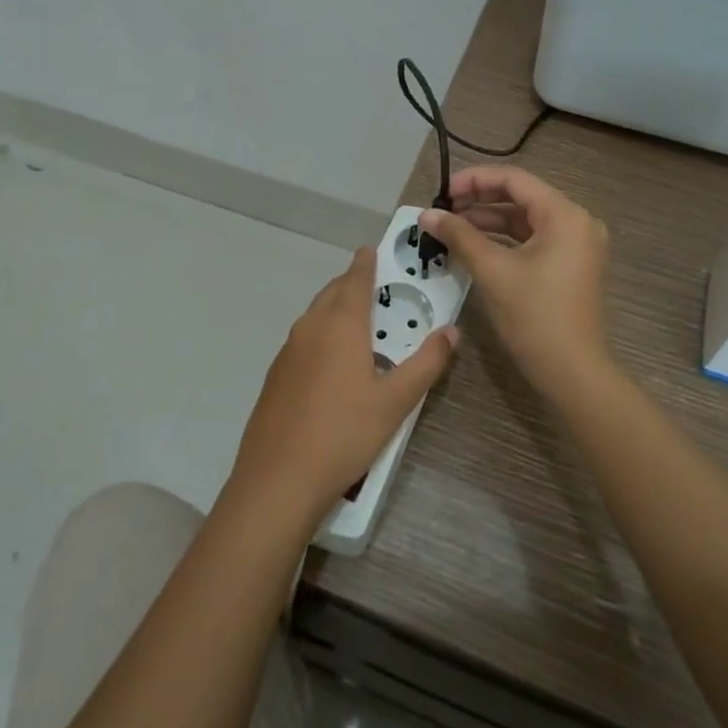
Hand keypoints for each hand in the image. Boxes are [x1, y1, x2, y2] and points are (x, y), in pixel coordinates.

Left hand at [229, 248, 456, 525]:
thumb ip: (427, 363)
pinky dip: (321, 334)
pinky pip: (303, 339)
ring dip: (335, 309)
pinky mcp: (276, 375)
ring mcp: (288, 351)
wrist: (279, 477)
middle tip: (376, 287)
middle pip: (332, 293)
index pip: (355, 278)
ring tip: (358, 323)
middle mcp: (310, 327)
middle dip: (352, 284)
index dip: (366, 262)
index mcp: (340, 324)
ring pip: (315, 315)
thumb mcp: (396, 402)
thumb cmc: (345, 433)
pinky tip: (332, 363)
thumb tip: (451, 331)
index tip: (373, 250)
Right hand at [419, 166, 610, 395]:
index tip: (441, 192)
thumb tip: (427, 214)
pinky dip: (503, 240)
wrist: (572, 372)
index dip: (474, 180)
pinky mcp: (570, 266)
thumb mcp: (492, 271)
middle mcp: (576, 222)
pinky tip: (473, 247)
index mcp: (565, 215)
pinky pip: (533, 240)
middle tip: (442, 210)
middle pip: (521, 197)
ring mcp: (576, 245)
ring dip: (488, 221)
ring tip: (450, 228)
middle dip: (479, 201)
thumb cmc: (534, 316)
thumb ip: (459, 236)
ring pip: (525, 220)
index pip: (514, 179)